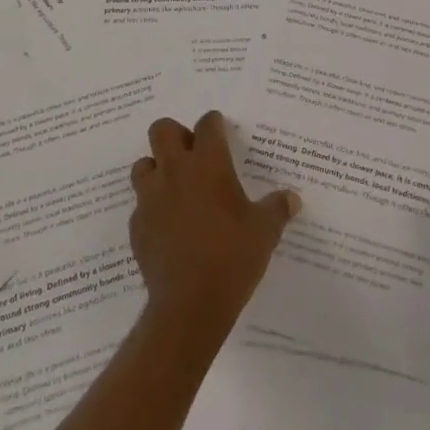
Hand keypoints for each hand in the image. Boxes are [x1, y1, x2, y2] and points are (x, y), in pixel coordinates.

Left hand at [129, 111, 299, 343]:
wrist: (189, 305)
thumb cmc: (232, 257)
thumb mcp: (265, 232)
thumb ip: (277, 209)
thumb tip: (292, 198)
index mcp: (208, 164)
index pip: (207, 124)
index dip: (214, 124)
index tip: (220, 131)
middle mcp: (175, 171)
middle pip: (162, 130)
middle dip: (176, 135)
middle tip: (193, 154)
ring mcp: (151, 198)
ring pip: (143, 164)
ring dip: (157, 169)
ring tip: (176, 188)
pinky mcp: (137, 226)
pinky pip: (141, 204)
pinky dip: (153, 207)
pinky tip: (168, 226)